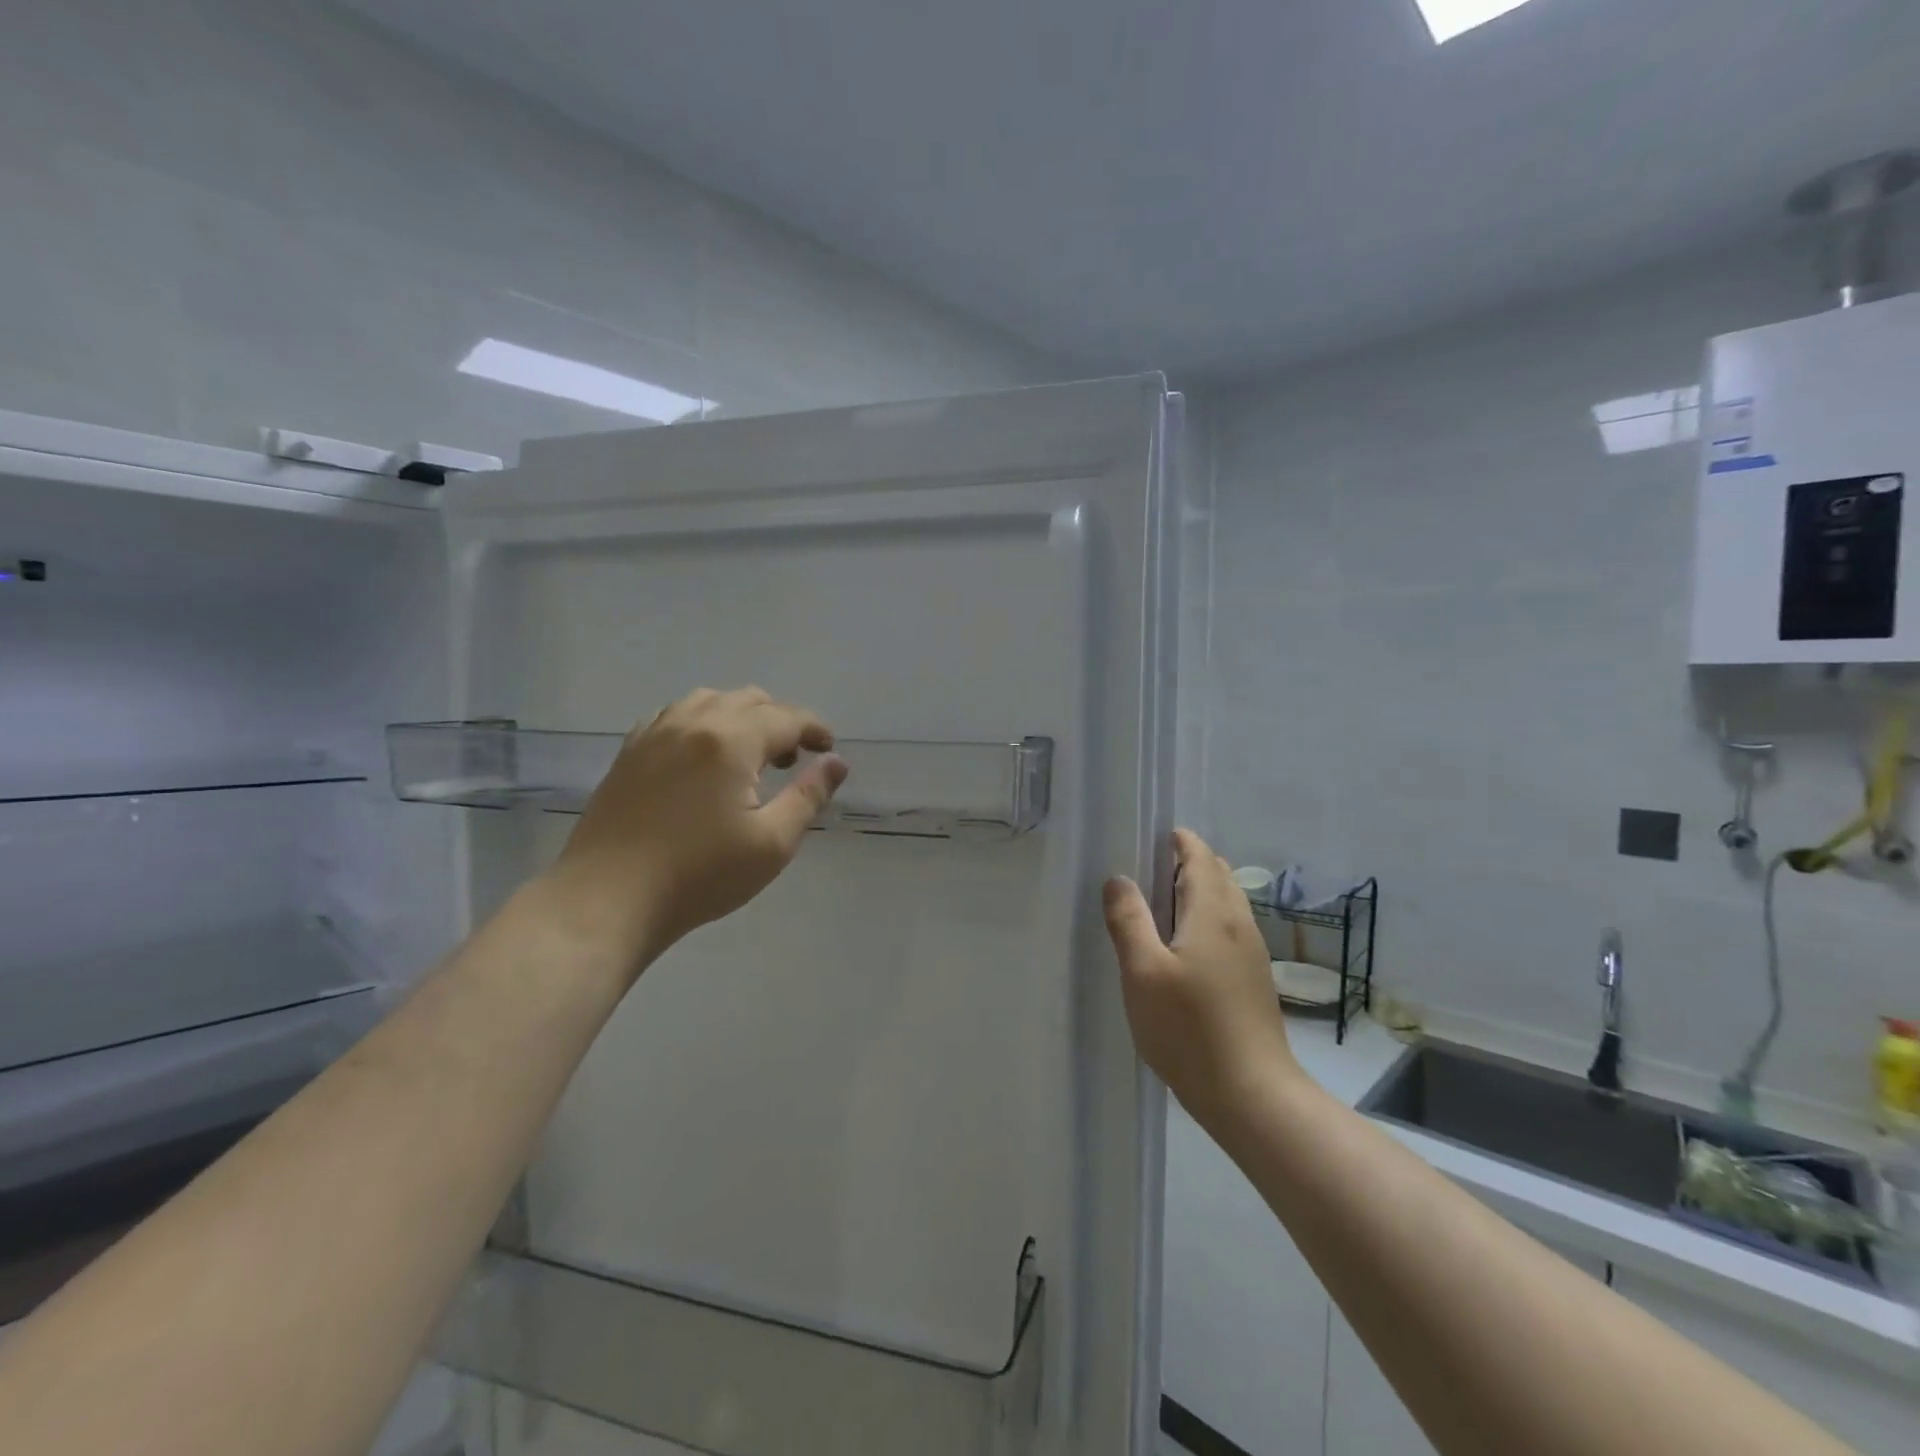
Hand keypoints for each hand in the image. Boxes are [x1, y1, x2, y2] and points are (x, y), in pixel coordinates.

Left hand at [547, 687, 847, 969]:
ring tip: (748, 754)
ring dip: (740, 717)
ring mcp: (655, 733)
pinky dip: (701, 722)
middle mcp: (692, 723)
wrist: (609, 899)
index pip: (786, 718)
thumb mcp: (772, 843)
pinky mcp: (629, 751)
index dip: (814, 730)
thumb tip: (836, 762)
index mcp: (730, 740)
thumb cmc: (700, 875)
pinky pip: (674, 716)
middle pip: (749, 700)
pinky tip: (702, 757)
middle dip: (780, 721)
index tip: (829, 751)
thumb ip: (808, 796)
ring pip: (708, 700)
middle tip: (792, 760)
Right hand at [1103, 830, 1296, 1125]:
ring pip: (1226, 902)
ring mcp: (1251, 952)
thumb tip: (1119, 878)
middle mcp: (1238, 923)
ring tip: (1159, 907)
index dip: (1178, 841)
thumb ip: (1129, 920)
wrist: (1252, 1095)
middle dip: (1186, 862)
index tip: (1150, 839)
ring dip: (1197, 891)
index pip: (1199, 856)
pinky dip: (1206, 918)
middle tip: (1146, 872)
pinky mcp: (1254, 979)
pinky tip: (1183, 948)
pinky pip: (1229, 928)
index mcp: (1212, 912)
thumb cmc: (1189, 1029)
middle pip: (1217, 874)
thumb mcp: (1143, 971)